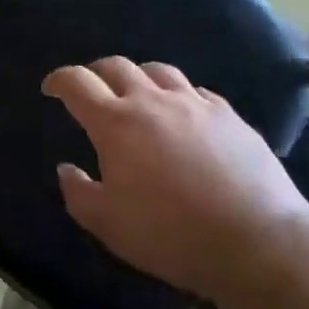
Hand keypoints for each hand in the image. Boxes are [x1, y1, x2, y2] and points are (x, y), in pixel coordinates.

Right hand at [45, 58, 308, 299]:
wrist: (257, 241)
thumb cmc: (171, 234)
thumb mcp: (108, 225)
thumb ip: (79, 193)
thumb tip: (67, 169)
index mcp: (116, 123)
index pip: (77, 83)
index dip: (59, 80)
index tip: (51, 88)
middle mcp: (152, 101)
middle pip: (116, 66)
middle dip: (96, 73)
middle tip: (91, 91)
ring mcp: (195, 104)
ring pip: (158, 71)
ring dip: (139, 77)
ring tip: (137, 95)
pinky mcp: (229, 116)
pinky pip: (196, 91)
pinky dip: (179, 96)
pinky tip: (183, 114)